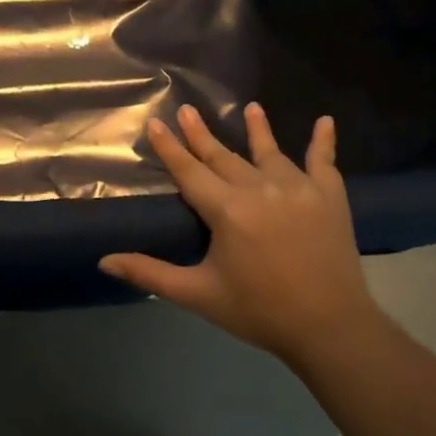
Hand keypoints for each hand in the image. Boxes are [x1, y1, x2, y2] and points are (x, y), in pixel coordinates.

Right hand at [99, 103, 378, 363]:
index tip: (155, 122)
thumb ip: (150, 273)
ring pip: (270, 151)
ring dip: (257, 128)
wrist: (331, 329)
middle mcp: (260, 188)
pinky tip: (325, 121)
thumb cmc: (259, 311)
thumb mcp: (199, 294)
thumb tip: (104, 261)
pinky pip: (324, 161)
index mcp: (227, 210)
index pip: (189, 171)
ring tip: (250, 107)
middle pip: (223, 156)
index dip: (170, 147)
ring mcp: (298, 188)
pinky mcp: (329, 196)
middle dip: (201, 133)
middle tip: (187, 109)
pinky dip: (323, 141)